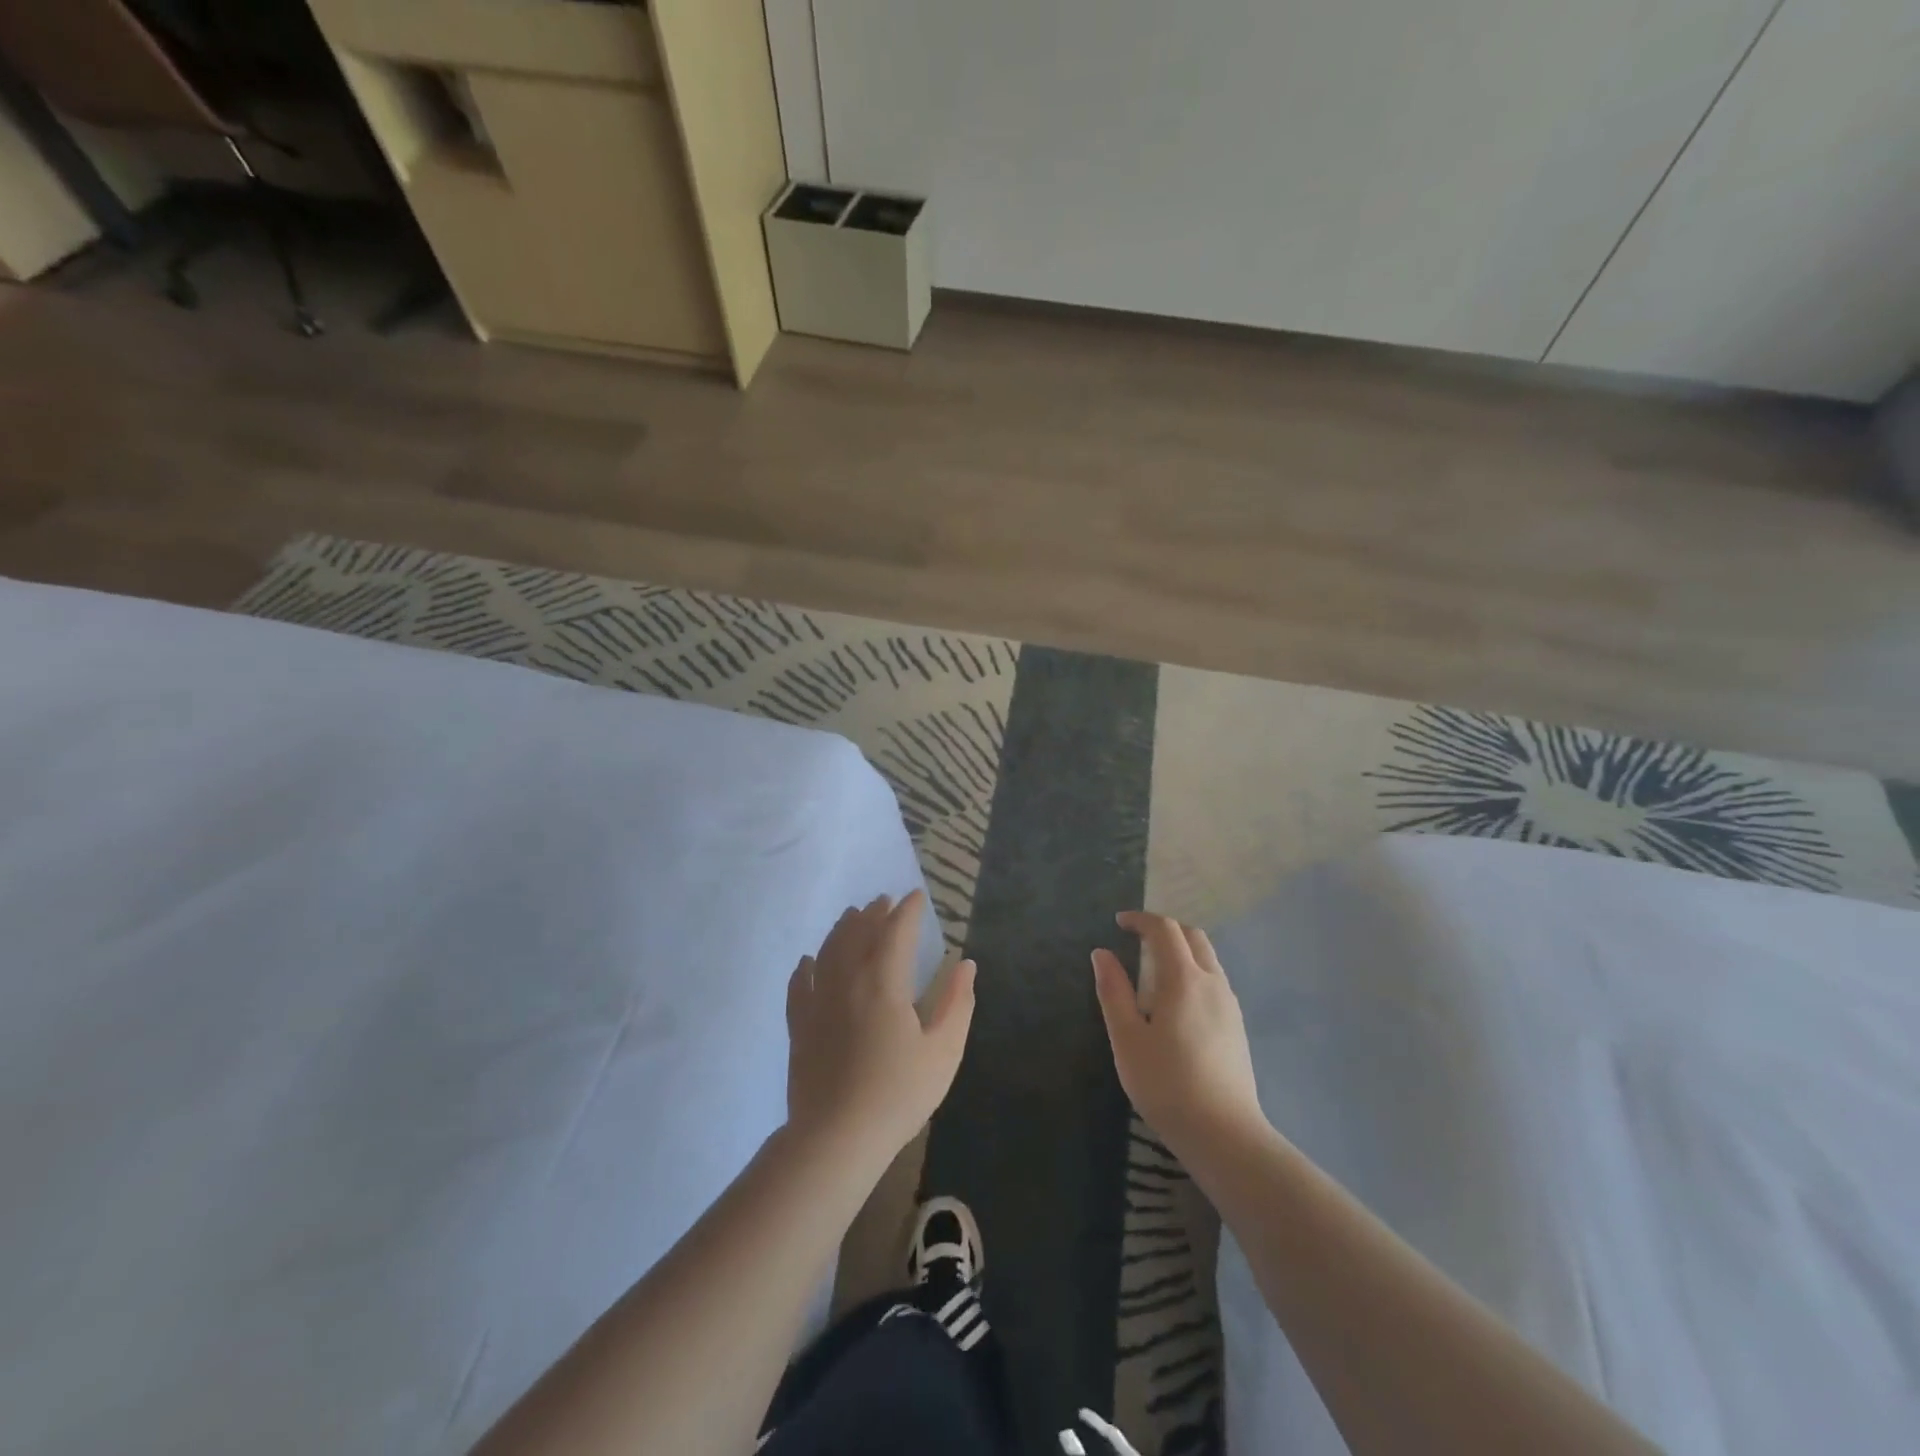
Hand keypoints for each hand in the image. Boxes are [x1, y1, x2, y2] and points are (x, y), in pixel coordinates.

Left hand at [786, 890, 975, 1168]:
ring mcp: (818, 1001)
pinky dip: (806, 966)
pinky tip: (809, 961)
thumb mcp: (943, 1052)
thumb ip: (957, 1003)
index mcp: (884, 982)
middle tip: (885, 901)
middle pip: (858, 933)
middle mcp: (848, 980)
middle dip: (874, 913)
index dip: (907, 911)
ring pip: (828, 950)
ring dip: (842, 929)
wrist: (836, 1138)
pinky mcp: (799, 1025)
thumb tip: (966, 965)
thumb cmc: (898, 1094)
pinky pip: (800, 983)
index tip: (916, 896)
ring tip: (852, 916)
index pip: (896, 931)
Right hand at [1092, 911, 1265, 1156]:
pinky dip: (1194, 970)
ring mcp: (1229, 1004)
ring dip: (1181, 949)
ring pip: (1208, 958)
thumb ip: (1113, 991)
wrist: (1224, 1134)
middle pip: (1193, 936)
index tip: (1119, 922)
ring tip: (1153, 968)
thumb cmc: (1166, 1084)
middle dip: (1164, 929)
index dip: (1141, 919)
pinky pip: (1214, 980)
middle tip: (1136, 939)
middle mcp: (1212, 982)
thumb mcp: (1127, 1038)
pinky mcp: (1237, 1026)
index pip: (1165, 930)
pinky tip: (1177, 1000)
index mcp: (1184, 978)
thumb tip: (1102, 954)